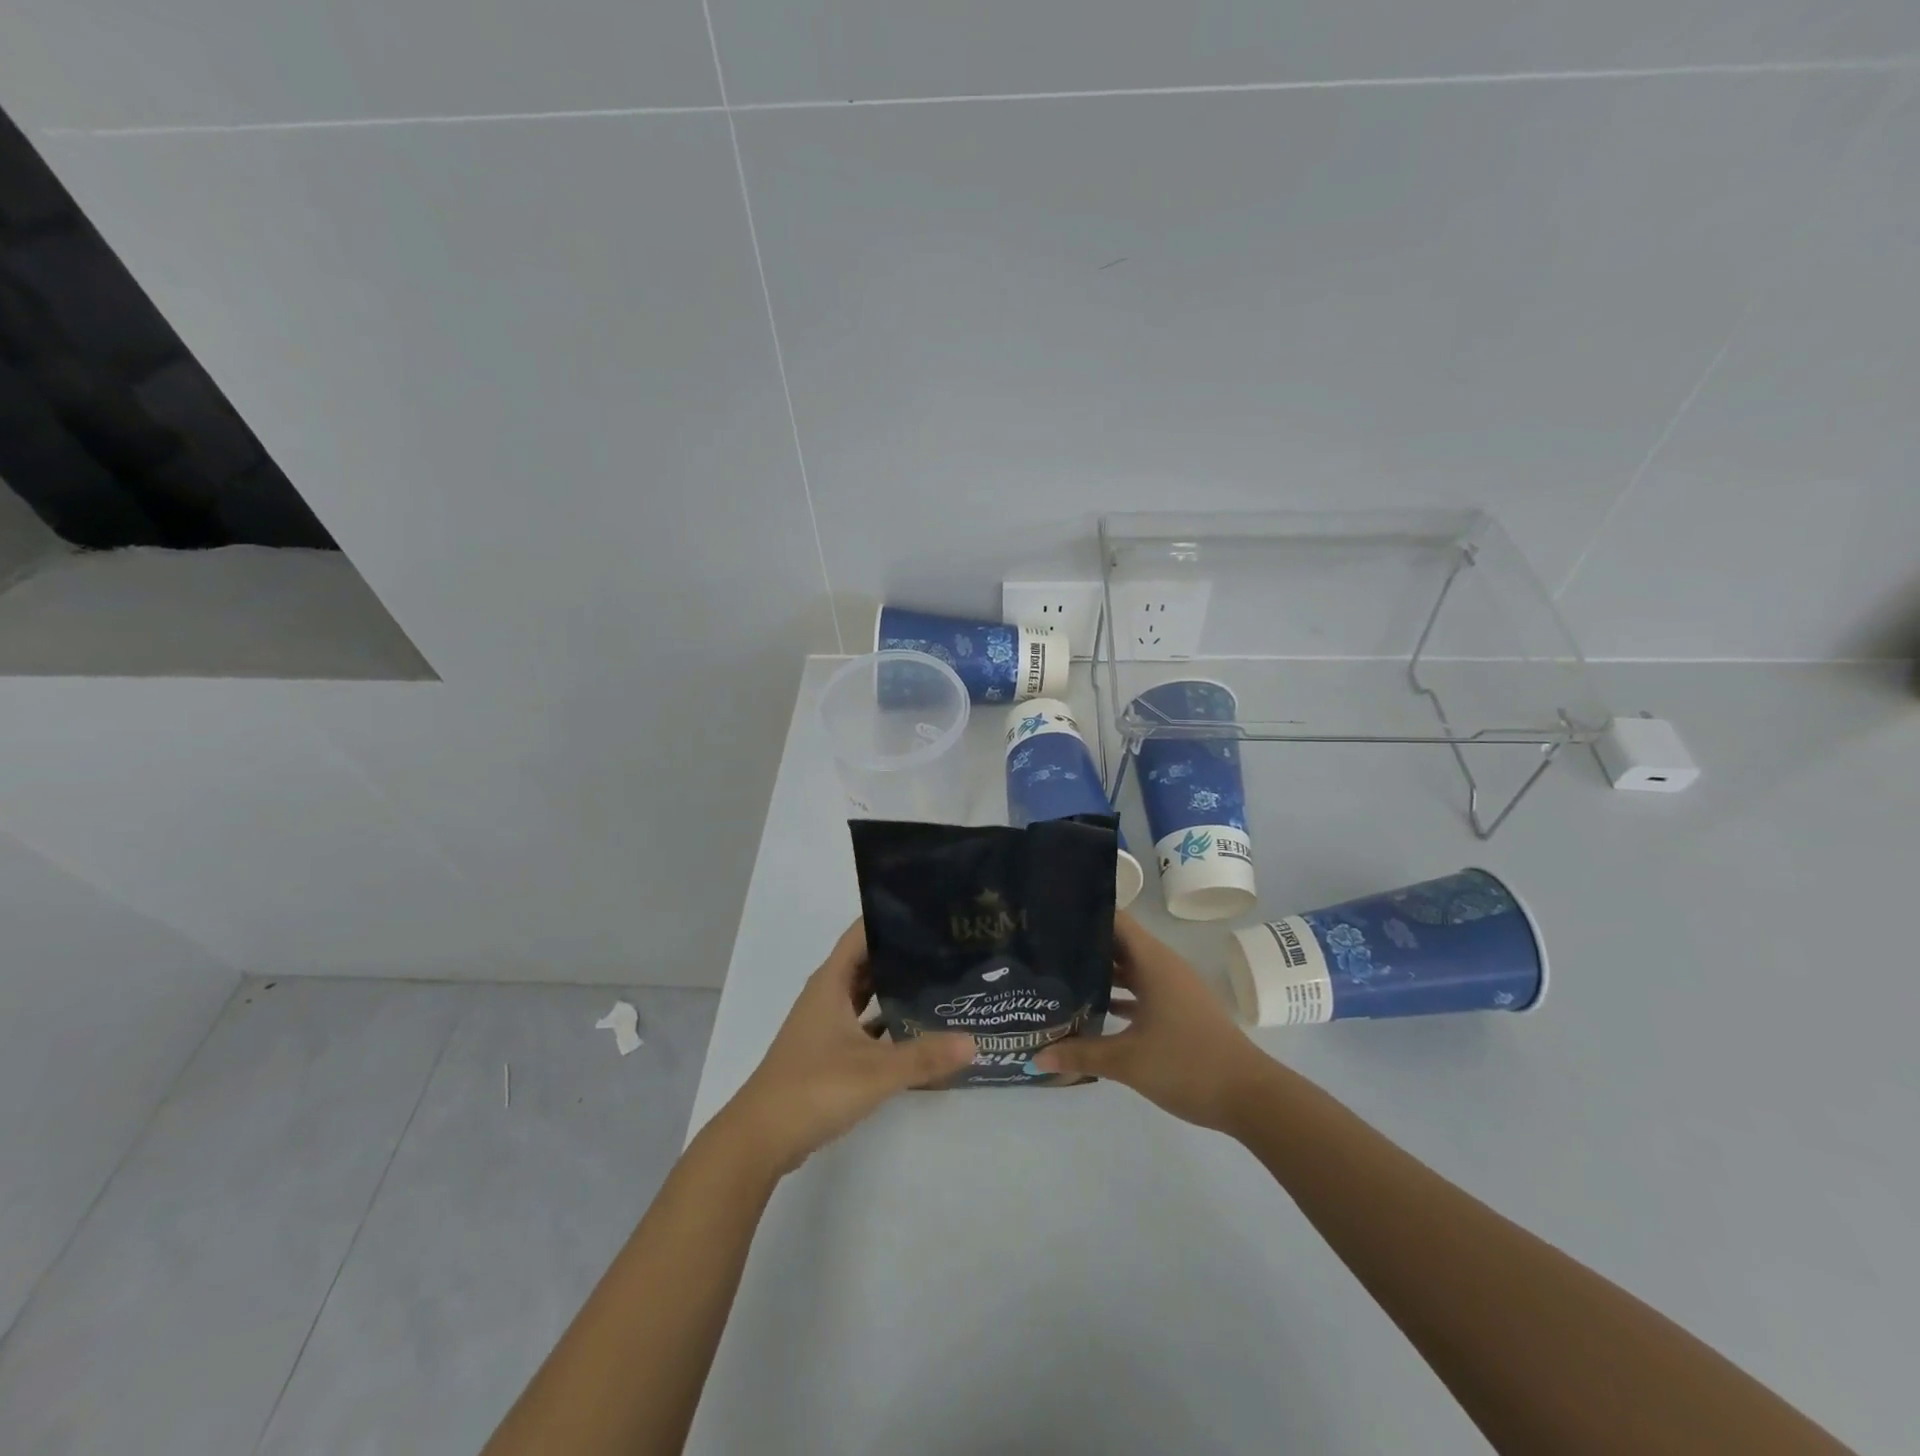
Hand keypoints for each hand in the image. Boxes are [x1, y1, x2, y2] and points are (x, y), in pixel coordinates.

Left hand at [720, 920, 976, 1174]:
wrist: (761, 1138)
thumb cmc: (813, 1088)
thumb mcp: (875, 1072)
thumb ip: (924, 1057)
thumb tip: (973, 1041)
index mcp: (831, 982)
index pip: (862, 932)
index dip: (892, 918)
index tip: (931, 912)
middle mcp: (827, 995)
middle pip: (868, 961)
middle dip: (903, 953)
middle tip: (948, 948)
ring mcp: (825, 1024)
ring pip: (866, 994)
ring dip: (895, 988)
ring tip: (940, 982)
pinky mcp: (828, 1051)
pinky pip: (864, 1023)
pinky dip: (887, 1022)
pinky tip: (917, 1030)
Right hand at [1033, 911, 1271, 1132]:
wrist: (1250, 1097)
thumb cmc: (1188, 1064)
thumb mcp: (1128, 1061)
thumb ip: (1081, 1054)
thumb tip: (1037, 1055)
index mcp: (1153, 962)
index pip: (1115, 920)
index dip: (1084, 914)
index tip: (1050, 916)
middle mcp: (1163, 966)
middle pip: (1118, 944)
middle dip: (1084, 945)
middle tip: (1043, 948)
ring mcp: (1173, 989)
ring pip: (1129, 969)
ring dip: (1100, 973)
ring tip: (1059, 976)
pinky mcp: (1178, 1010)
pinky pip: (1141, 991)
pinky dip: (1118, 996)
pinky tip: (1092, 1010)